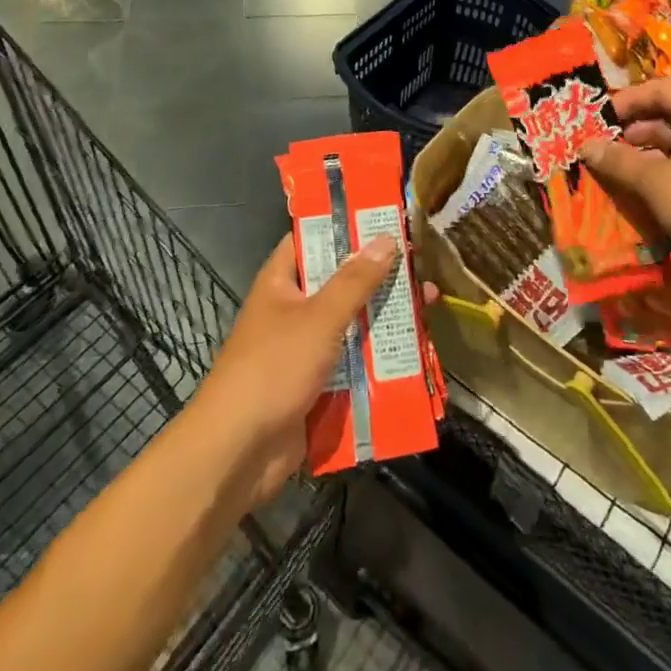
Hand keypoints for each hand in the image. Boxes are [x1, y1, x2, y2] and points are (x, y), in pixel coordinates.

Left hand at [193, 233, 397, 507]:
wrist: (238, 453)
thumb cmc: (273, 368)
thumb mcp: (319, 317)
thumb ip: (355, 280)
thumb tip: (386, 238)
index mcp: (281, 281)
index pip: (313, 238)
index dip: (346, 225)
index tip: (387, 217)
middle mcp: (294, 309)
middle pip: (342, 282)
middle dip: (381, 276)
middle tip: (424, 264)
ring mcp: (306, 348)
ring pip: (353, 323)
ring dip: (387, 317)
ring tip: (432, 303)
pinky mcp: (318, 384)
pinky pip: (355, 361)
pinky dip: (380, 357)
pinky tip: (418, 349)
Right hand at [580, 78, 670, 294]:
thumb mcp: (658, 183)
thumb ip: (620, 161)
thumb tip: (585, 145)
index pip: (661, 88)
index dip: (627, 99)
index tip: (597, 118)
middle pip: (666, 117)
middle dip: (629, 130)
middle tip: (598, 147)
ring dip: (642, 158)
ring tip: (610, 174)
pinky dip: (659, 179)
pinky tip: (637, 198)